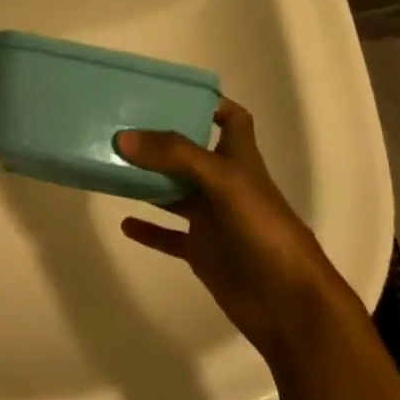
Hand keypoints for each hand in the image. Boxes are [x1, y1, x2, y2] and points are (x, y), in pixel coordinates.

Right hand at [115, 100, 338, 346]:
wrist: (289, 306)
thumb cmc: (264, 231)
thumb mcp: (223, 181)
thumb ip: (175, 156)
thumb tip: (123, 138)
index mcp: (239, 159)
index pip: (231, 119)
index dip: (208, 103)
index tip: (169, 93)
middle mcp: (224, 184)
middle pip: (190, 152)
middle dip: (160, 139)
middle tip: (120, 124)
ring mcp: (212, 218)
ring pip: (174, 191)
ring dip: (147, 180)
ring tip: (111, 164)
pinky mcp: (202, 251)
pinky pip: (169, 235)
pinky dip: (148, 228)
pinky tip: (124, 222)